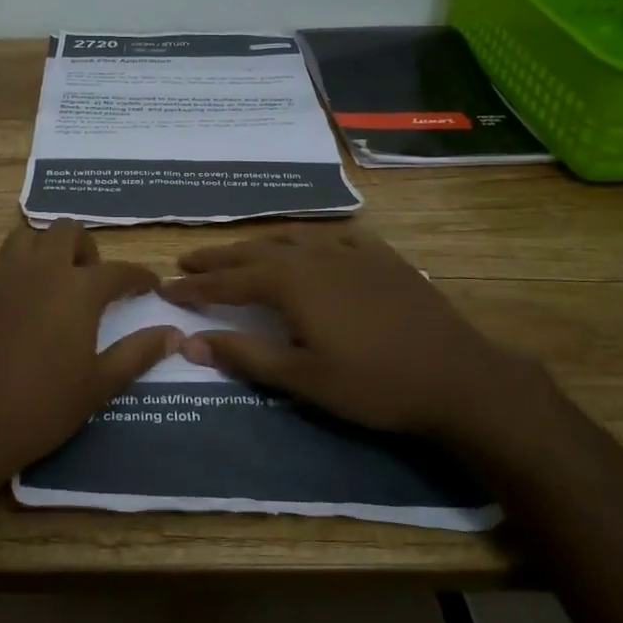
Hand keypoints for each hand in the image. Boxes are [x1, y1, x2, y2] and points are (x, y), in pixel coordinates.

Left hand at [0, 220, 178, 499]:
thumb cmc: (41, 408)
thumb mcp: (99, 385)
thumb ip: (138, 353)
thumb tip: (176, 334)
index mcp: (78, 290)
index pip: (120, 270)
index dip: (139, 276)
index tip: (149, 285)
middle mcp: (39, 269)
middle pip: (67, 231)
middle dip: (84, 248)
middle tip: (88, 280)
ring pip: (22, 238)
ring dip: (40, 252)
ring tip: (44, 282)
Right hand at [160, 228, 544, 445]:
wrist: (457, 376)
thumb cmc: (373, 384)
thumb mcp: (302, 379)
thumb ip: (245, 355)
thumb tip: (190, 342)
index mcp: (290, 283)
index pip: (228, 282)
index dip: (194, 286)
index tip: (165, 287)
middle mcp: (314, 256)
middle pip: (253, 252)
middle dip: (217, 258)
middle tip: (186, 260)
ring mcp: (351, 252)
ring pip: (291, 239)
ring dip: (257, 245)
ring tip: (237, 252)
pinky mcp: (382, 258)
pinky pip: (333, 239)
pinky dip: (308, 240)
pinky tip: (310, 246)